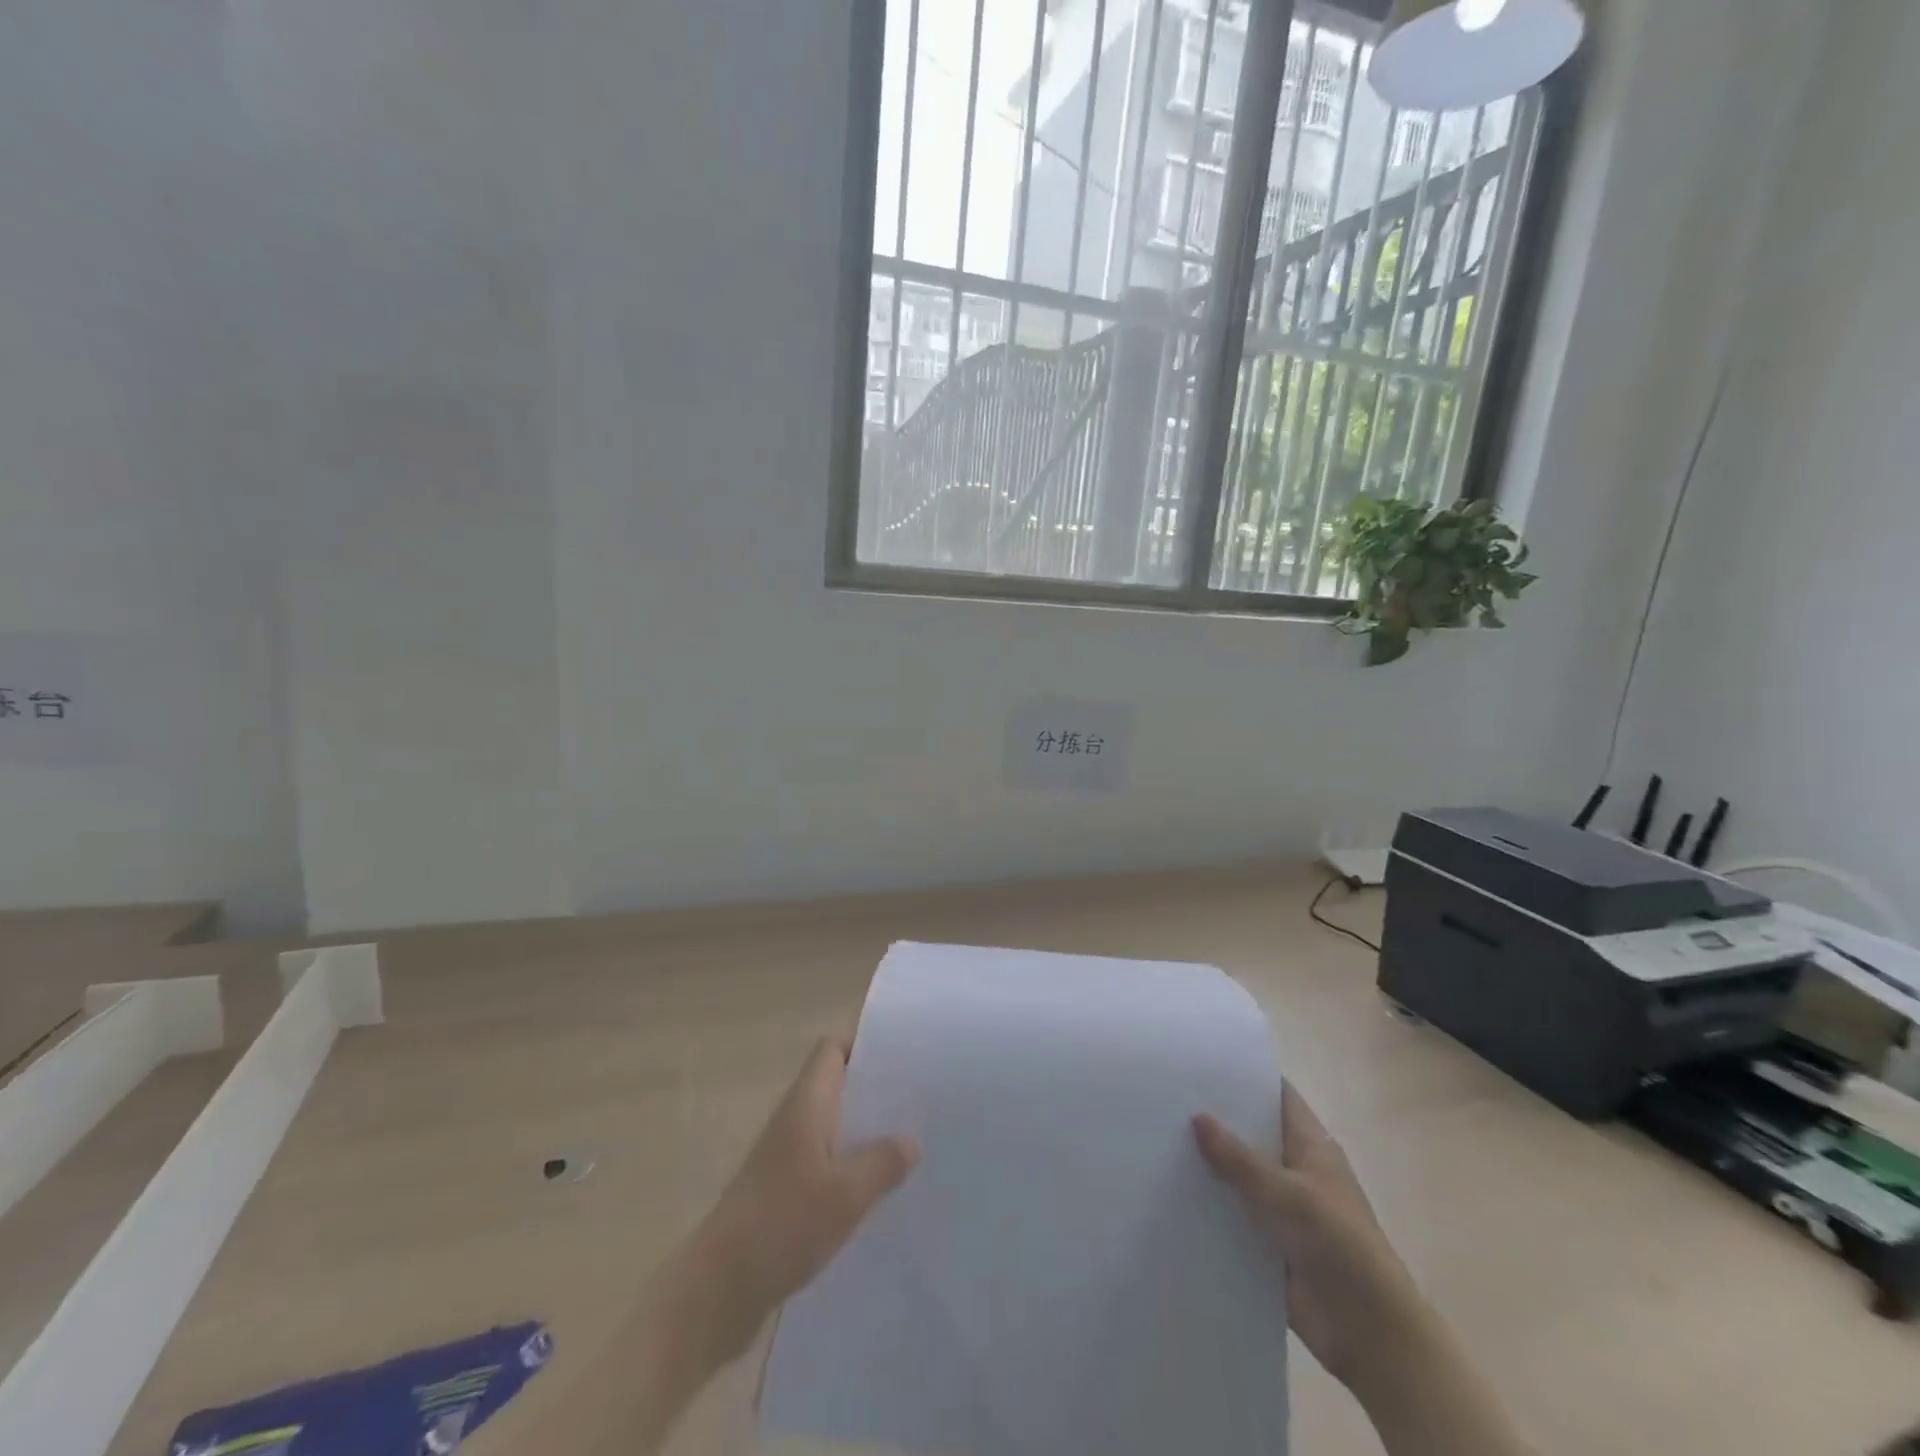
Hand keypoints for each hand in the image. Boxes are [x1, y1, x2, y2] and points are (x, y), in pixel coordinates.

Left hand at [694, 1037, 917, 1351]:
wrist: (718, 1288)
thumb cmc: (783, 1223)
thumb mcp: (846, 1193)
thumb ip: (882, 1162)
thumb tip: (910, 1140)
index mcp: (807, 1103)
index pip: (832, 1050)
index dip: (863, 1046)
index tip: (900, 1060)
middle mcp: (794, 1120)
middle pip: (836, 1086)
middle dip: (874, 1093)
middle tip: (917, 1105)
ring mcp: (785, 1157)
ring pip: (833, 1127)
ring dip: (864, 1134)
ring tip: (908, 1148)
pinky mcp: (783, 1192)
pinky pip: (824, 1164)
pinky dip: (849, 1169)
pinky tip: (876, 1195)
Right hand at [1193, 1086, 1426, 1393]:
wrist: (1370, 1334)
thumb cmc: (1339, 1246)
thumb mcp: (1287, 1194)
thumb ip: (1239, 1158)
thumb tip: (1198, 1116)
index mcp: (1311, 1146)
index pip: (1276, 1095)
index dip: (1245, 1076)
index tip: (1200, 1059)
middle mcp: (1295, 1170)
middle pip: (1251, 1133)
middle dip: (1215, 1118)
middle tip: (1165, 1095)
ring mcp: (1282, 1208)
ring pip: (1237, 1175)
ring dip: (1207, 1165)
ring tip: (1155, 1138)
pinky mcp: (1268, 1243)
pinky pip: (1232, 1215)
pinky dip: (1208, 1206)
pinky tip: (1167, 1191)